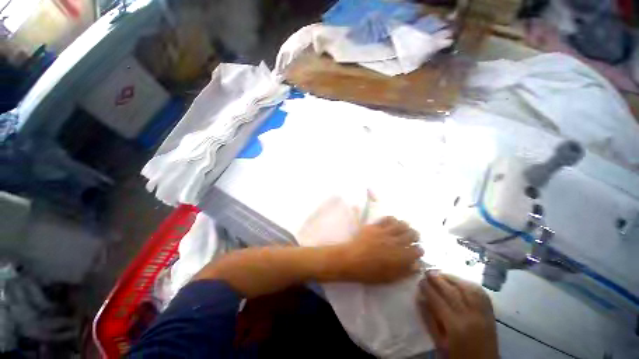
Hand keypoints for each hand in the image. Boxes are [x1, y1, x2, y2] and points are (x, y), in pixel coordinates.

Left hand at [334, 217, 423, 283]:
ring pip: (401, 224)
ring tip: (404, 228)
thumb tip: (417, 265)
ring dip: (405, 226)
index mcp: (401, 256)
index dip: (419, 250)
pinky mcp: (375, 226)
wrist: (351, 259)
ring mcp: (385, 232)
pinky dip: (392, 219)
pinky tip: (392, 222)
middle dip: (415, 236)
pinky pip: (387, 219)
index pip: (417, 250)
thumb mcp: (390, 278)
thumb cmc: (369, 272)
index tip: (416, 251)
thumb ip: (405, 272)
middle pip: (412, 234)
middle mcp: (396, 242)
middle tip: (413, 238)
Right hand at [417, 272, 497, 358]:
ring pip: (468, 288)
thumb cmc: (457, 356)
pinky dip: (469, 283)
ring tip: (442, 273)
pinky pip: (481, 293)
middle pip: (452, 291)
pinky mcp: (491, 314)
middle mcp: (470, 316)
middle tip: (427, 271)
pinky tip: (460, 280)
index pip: (438, 300)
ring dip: (453, 278)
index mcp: (455, 326)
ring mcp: (483, 314)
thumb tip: (420, 298)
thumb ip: (429, 319)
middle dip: (438, 279)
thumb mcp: (439, 342)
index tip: (419, 280)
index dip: (427, 288)